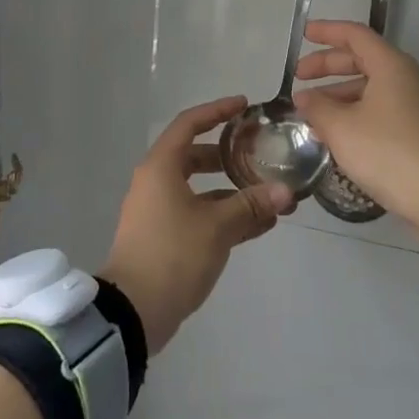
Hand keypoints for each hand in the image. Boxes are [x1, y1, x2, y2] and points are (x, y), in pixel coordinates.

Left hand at [98, 96, 293, 353]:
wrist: (133, 312)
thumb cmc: (172, 255)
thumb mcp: (217, 227)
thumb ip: (251, 206)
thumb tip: (285, 192)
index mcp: (161, 167)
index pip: (189, 124)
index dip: (217, 111)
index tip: (244, 106)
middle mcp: (156, 182)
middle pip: (195, 156)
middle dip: (229, 155)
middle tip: (259, 152)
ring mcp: (158, 211)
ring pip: (199, 189)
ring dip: (231, 190)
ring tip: (268, 195)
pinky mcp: (163, 237)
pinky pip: (198, 213)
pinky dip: (223, 214)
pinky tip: (257, 225)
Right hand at [292, 20, 418, 242]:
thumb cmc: (388, 152)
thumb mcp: (342, 129)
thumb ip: (317, 107)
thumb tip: (303, 97)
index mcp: (390, 66)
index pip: (354, 35)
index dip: (327, 32)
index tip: (303, 35)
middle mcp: (405, 77)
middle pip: (361, 59)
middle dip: (327, 66)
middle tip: (298, 78)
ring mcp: (414, 104)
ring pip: (369, 87)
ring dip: (338, 94)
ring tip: (311, 111)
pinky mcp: (416, 129)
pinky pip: (378, 108)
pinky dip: (353, 111)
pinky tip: (334, 132)